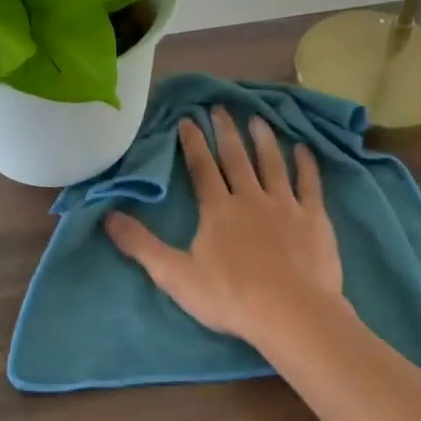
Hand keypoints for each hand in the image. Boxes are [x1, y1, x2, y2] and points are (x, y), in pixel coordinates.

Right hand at [105, 109, 344, 346]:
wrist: (290, 312)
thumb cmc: (230, 297)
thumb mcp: (175, 275)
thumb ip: (141, 245)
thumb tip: (106, 217)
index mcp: (218, 210)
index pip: (202, 168)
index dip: (194, 143)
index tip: (188, 119)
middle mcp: (251, 198)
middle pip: (236, 158)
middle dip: (226, 132)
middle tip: (221, 107)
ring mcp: (285, 205)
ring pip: (273, 164)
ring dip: (264, 140)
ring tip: (257, 119)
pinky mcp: (314, 218)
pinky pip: (310, 184)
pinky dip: (306, 164)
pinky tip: (304, 149)